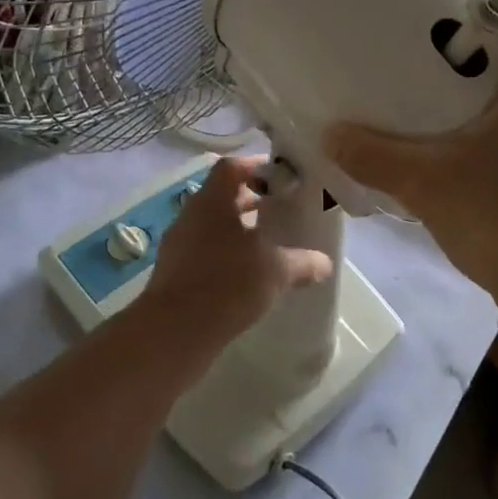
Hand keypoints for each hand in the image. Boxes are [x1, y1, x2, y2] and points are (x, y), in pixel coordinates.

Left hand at [136, 155, 333, 351]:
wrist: (174, 331)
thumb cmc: (227, 284)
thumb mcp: (276, 271)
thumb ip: (302, 262)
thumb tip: (324, 263)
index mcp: (212, 201)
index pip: (232, 167)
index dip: (257, 167)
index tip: (281, 179)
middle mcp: (190, 215)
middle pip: (221, 195)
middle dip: (251, 200)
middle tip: (279, 210)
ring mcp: (177, 244)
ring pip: (211, 225)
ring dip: (237, 230)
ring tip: (266, 246)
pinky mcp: (172, 272)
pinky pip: (202, 251)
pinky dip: (224, 255)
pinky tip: (245, 276)